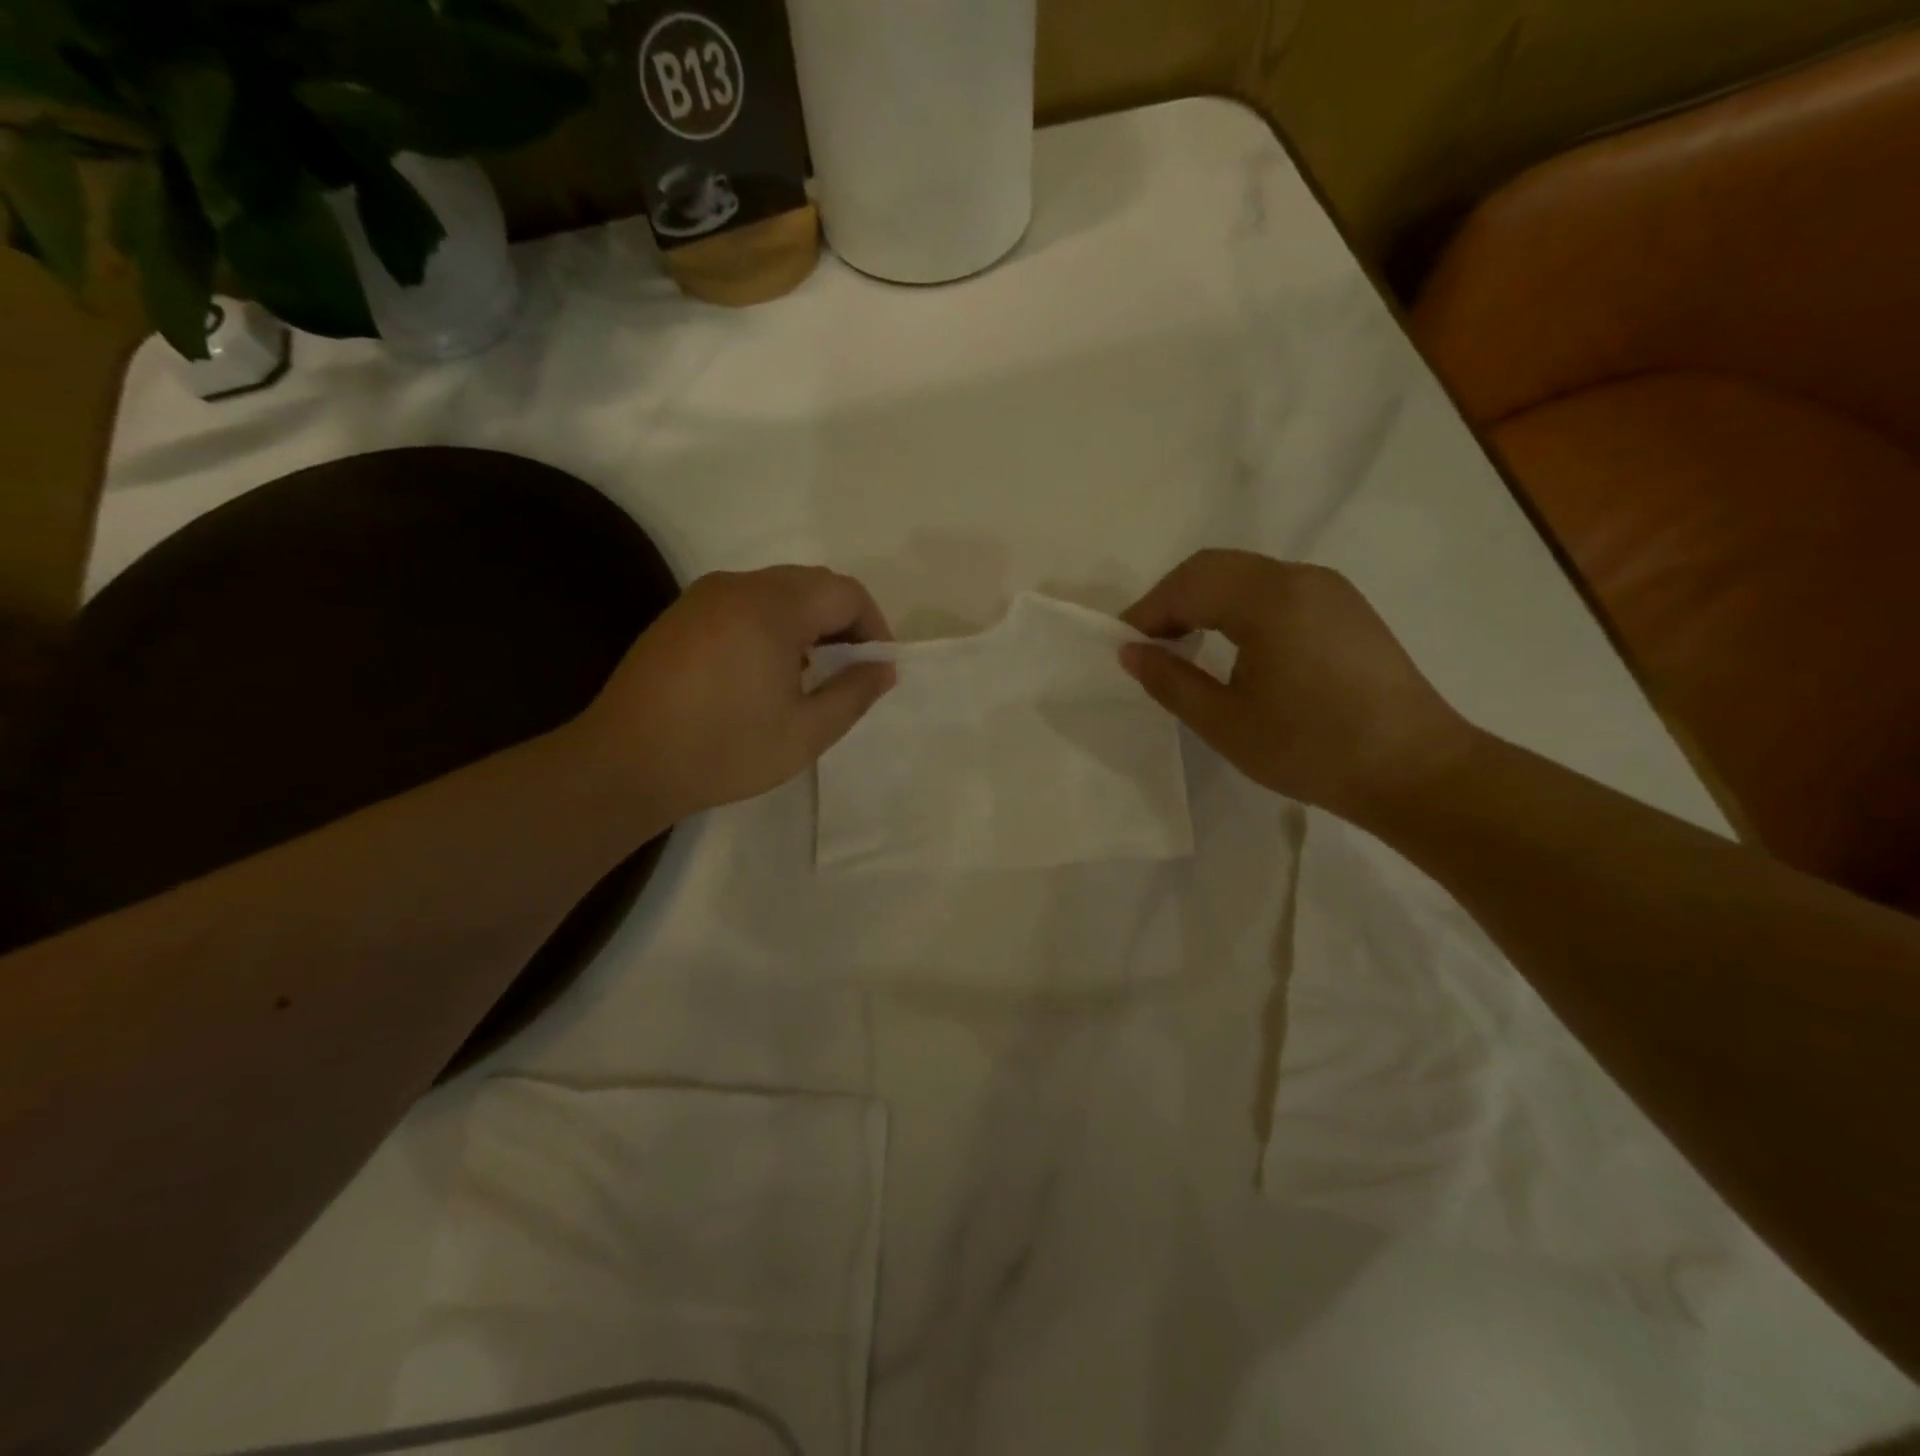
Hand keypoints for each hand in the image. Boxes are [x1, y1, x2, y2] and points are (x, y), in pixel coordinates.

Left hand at [579, 566, 895, 822]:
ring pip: (777, 590)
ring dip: (807, 622)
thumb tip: (883, 667)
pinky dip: (772, 624)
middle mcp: (738, 586)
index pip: (845, 592)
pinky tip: (764, 671)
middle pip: (812, 584)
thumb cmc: (724, 749)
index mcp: (771, 607)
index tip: (877, 667)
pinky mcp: (681, 614)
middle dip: (842, 622)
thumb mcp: (806, 732)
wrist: (625, 764)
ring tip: (811, 674)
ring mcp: (704, 597)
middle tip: (850, 670)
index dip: (873, 626)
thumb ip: (854, 693)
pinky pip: (744, 603)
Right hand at [1120, 550, 1479, 821]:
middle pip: (1215, 567)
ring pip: (1246, 573)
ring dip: (1205, 599)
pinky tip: (1232, 644)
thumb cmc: (1311, 749)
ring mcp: (1329, 589)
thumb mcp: (1225, 723)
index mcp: (1269, 599)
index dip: (1147, 612)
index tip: (1123, 646)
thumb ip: (1170, 681)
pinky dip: (1238, 605)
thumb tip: (1130, 652)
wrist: (1415, 770)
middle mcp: (1300, 578)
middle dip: (1172, 599)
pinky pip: (1275, 589)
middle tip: (1148, 643)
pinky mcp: (1346, 608)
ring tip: (1183, 644)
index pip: (1188, 585)